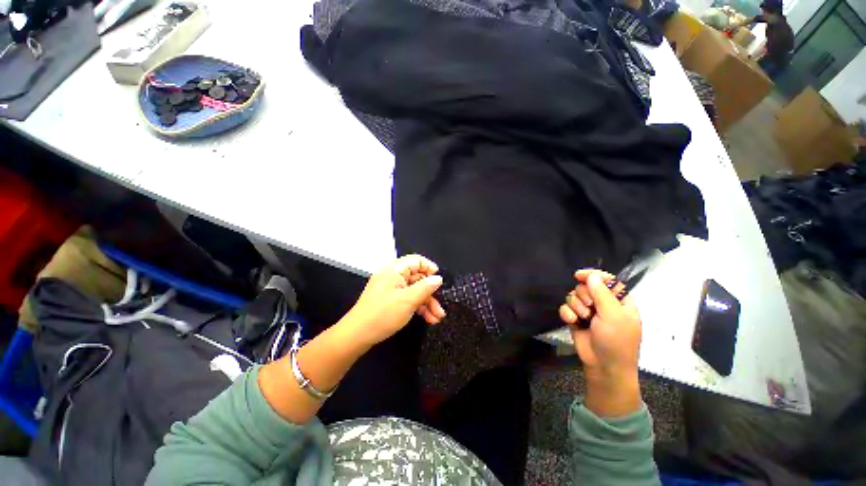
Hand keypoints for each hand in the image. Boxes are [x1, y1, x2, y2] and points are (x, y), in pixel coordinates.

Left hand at [341, 255, 445, 347]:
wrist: (357, 335)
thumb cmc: (383, 314)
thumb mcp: (408, 300)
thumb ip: (425, 287)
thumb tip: (438, 278)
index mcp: (394, 269)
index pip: (416, 260)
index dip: (429, 268)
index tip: (440, 281)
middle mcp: (393, 276)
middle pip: (417, 278)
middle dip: (431, 293)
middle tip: (440, 308)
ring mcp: (391, 288)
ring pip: (414, 290)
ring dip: (427, 303)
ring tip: (437, 317)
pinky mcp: (390, 300)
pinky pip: (408, 298)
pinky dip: (418, 307)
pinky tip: (428, 318)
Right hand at [559, 269, 642, 416]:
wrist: (603, 367)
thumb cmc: (616, 341)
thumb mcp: (614, 316)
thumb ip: (602, 294)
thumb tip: (592, 276)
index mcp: (619, 301)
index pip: (607, 280)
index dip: (594, 275)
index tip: (579, 275)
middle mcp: (603, 304)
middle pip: (586, 286)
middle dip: (584, 295)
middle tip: (590, 307)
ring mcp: (588, 311)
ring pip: (574, 296)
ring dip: (576, 306)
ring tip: (582, 318)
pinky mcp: (576, 319)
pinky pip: (565, 307)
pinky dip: (567, 313)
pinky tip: (572, 321)